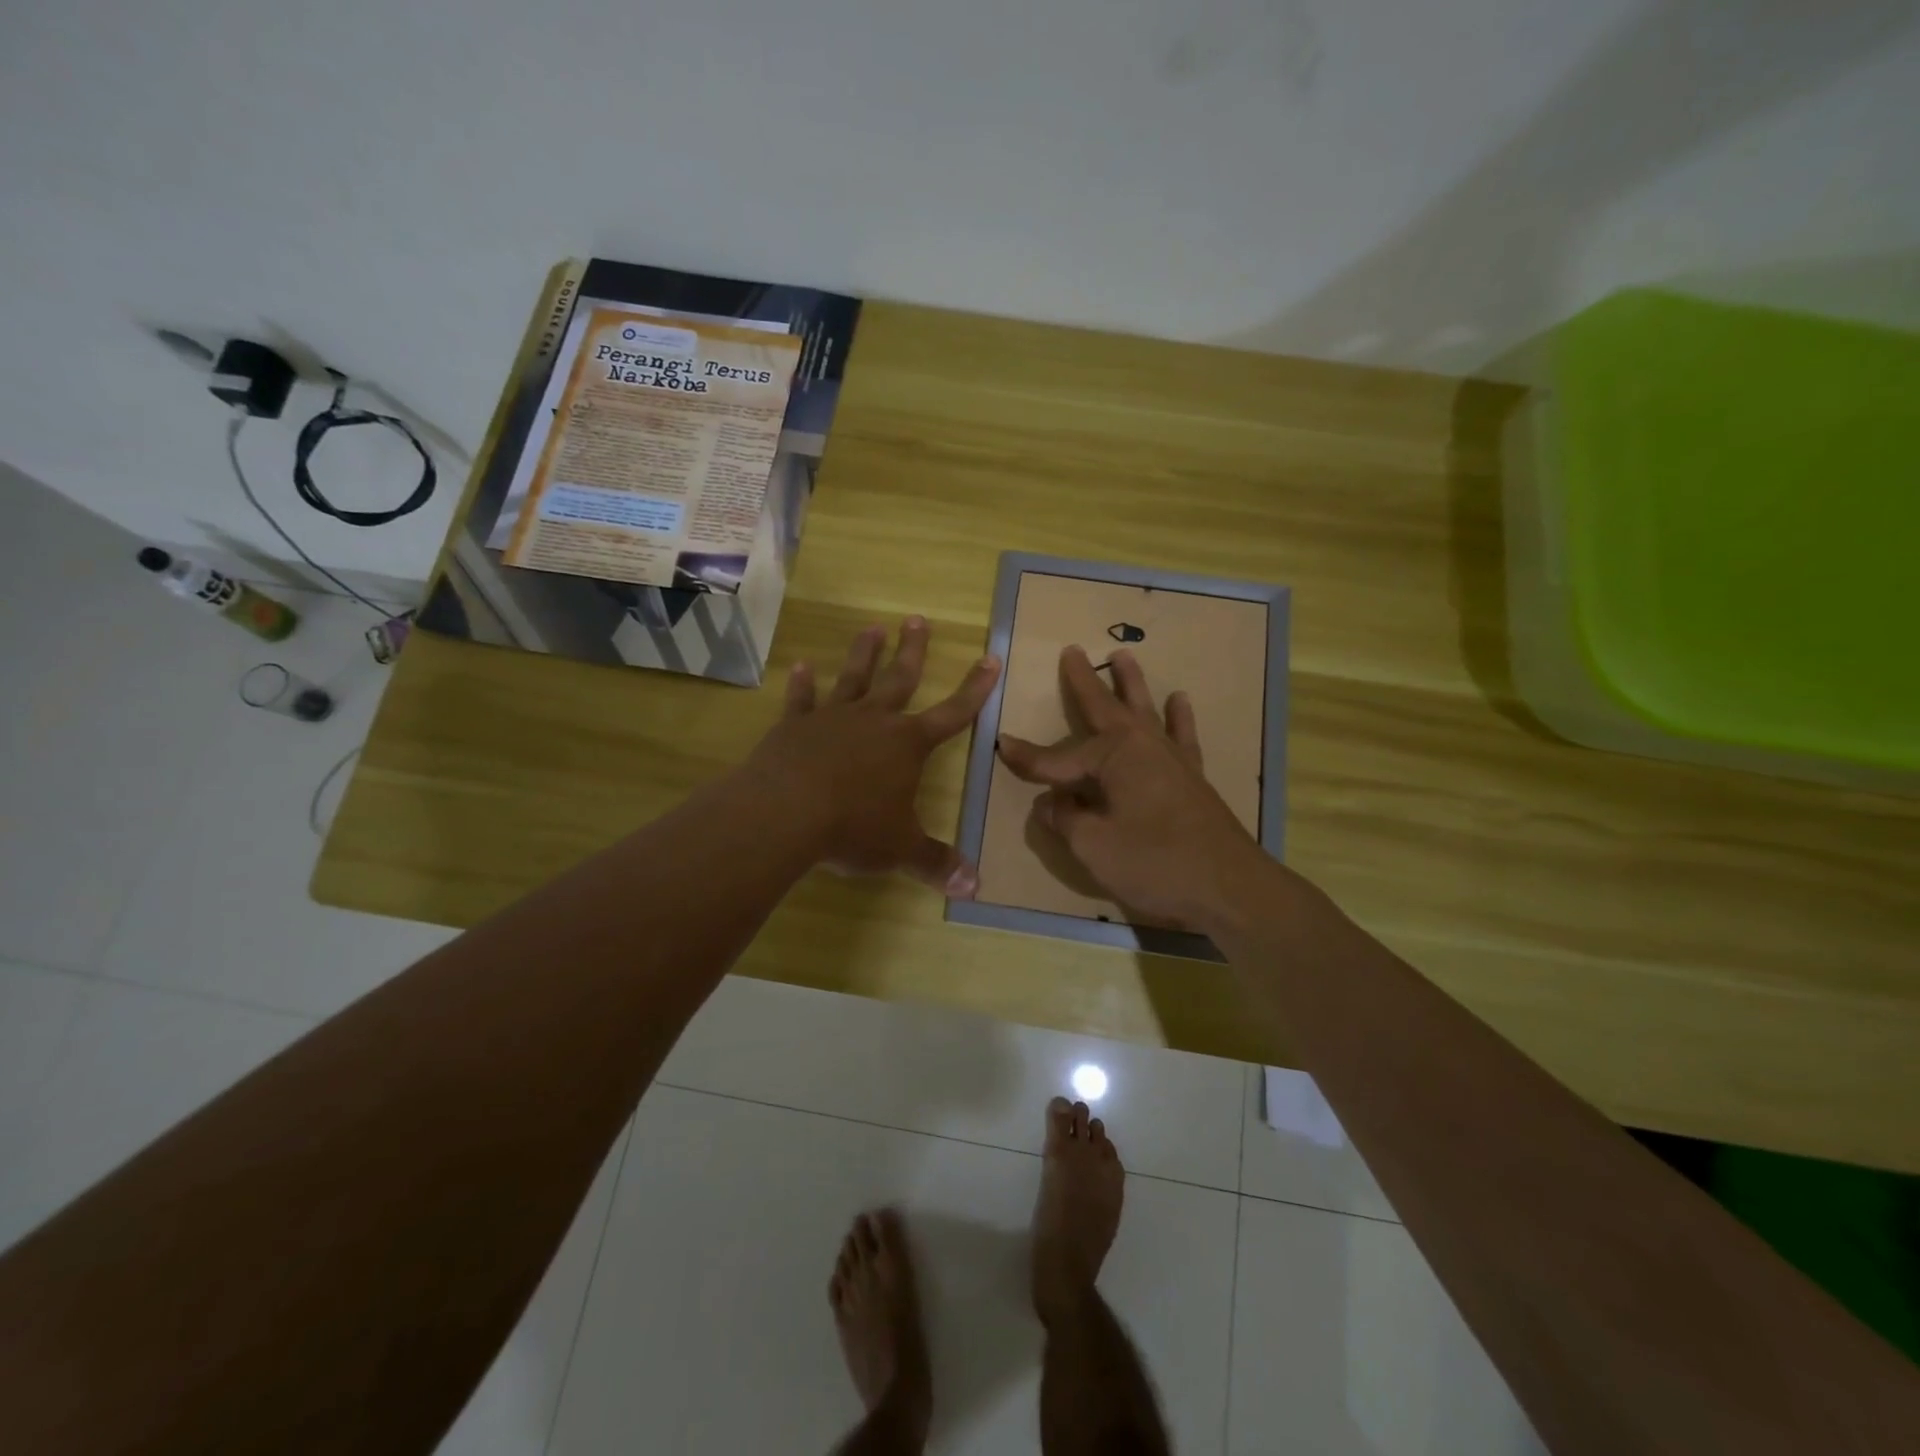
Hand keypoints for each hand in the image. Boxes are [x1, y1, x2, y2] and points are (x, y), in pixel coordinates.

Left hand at [748, 617, 1000, 894]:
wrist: (785, 814)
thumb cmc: (853, 827)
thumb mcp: (900, 849)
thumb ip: (935, 862)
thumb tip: (974, 886)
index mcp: (907, 745)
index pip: (953, 713)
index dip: (975, 689)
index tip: (990, 658)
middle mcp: (874, 721)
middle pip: (900, 678)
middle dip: (913, 650)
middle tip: (918, 619)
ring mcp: (831, 719)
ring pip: (853, 678)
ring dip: (863, 653)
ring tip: (871, 628)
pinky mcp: (794, 727)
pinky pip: (800, 700)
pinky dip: (800, 684)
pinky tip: (799, 666)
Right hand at [997, 646, 1268, 929]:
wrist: (1229, 887)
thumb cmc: (1156, 863)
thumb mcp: (1094, 846)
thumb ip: (1067, 819)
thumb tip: (1051, 803)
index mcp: (1115, 756)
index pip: (1059, 757)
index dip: (1028, 758)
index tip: (1002, 745)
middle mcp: (1143, 745)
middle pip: (1105, 708)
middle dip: (1084, 682)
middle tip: (1072, 651)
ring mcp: (1172, 758)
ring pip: (1145, 710)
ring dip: (1131, 684)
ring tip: (1123, 656)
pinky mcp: (1192, 777)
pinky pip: (1182, 736)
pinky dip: (1179, 717)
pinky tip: (1180, 700)